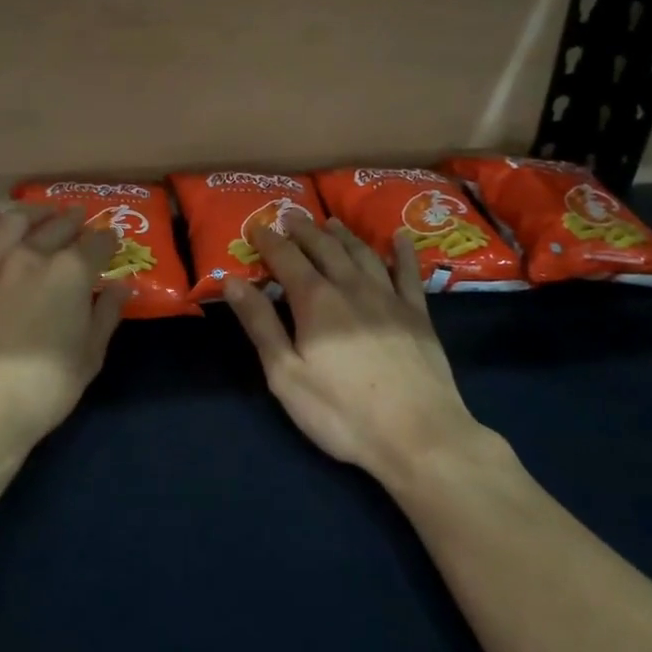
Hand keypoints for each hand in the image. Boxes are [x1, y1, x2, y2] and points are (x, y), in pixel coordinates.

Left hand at [0, 204, 128, 455]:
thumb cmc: (46, 383)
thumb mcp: (90, 354)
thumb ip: (106, 314)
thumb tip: (121, 288)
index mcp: (71, 272)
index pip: (97, 244)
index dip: (108, 240)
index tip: (113, 242)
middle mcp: (34, 255)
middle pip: (59, 226)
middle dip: (74, 220)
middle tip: (81, 219)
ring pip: (17, 220)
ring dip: (36, 213)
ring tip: (43, 215)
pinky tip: (2, 222)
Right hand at [222, 218, 481, 483]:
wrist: (419, 435)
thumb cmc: (342, 412)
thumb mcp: (286, 375)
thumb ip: (260, 324)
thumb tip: (232, 281)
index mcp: (315, 301)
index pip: (286, 258)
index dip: (270, 241)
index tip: (257, 227)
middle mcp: (351, 287)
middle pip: (325, 247)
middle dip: (304, 230)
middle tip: (291, 216)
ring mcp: (389, 298)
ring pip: (362, 253)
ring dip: (343, 235)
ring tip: (331, 223)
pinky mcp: (418, 315)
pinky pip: (408, 273)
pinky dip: (401, 252)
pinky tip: (398, 239)